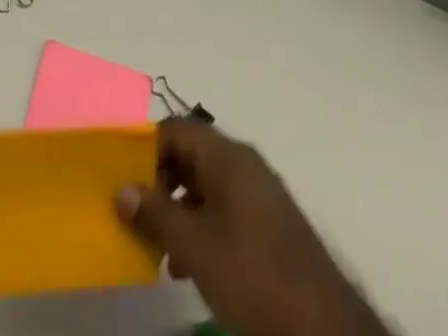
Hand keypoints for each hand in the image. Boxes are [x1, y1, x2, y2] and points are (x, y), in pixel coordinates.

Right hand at [117, 121, 391, 335]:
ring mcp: (259, 195)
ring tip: (155, 247)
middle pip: (190, 156)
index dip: (145, 150)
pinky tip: (186, 266)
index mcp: (227, 156)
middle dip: (158, 182)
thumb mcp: (196, 247)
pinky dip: (200, 227)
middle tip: (134, 216)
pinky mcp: (269, 226)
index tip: (121, 181)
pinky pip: (223, 209)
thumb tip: (121, 189)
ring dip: (177, 209)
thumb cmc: (254, 276)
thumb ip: (156, 214)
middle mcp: (244, 164)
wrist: (326, 329)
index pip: (176, 130)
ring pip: (205, 186)